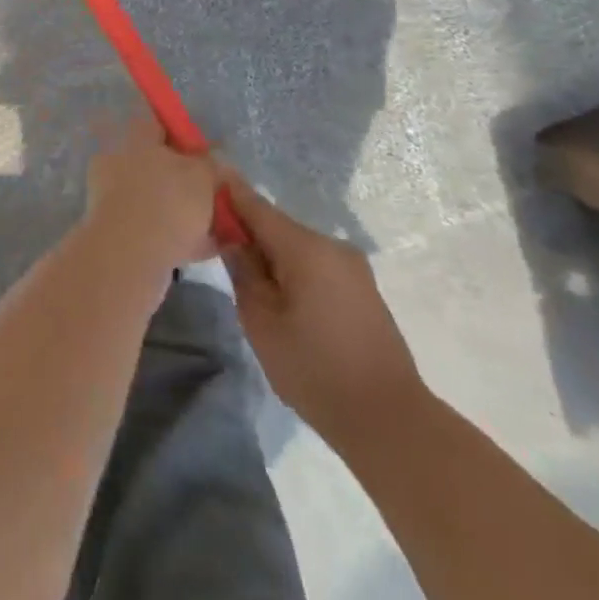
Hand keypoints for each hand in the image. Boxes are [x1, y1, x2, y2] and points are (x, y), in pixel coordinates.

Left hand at [82, 119, 220, 274]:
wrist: (128, 257)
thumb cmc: (168, 203)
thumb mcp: (202, 176)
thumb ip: (209, 164)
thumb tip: (211, 159)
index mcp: (136, 140)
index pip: (156, 124)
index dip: (179, 136)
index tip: (201, 155)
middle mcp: (119, 162)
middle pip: (155, 165)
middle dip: (182, 181)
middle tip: (211, 198)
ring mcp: (111, 198)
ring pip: (154, 200)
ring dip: (180, 213)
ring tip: (216, 230)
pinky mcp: (113, 232)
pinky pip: (151, 229)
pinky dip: (175, 238)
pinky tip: (204, 251)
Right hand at [222, 178, 421, 440]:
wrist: (390, 422)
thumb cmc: (316, 370)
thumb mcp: (262, 324)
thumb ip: (243, 272)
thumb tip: (234, 241)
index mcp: (306, 247)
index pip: (257, 206)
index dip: (230, 193)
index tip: (208, 178)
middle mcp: (332, 245)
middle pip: (279, 227)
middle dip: (251, 234)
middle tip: (222, 251)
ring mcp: (353, 267)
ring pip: (299, 249)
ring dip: (274, 257)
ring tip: (254, 287)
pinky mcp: (364, 289)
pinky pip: (318, 267)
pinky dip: (296, 273)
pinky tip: (287, 302)